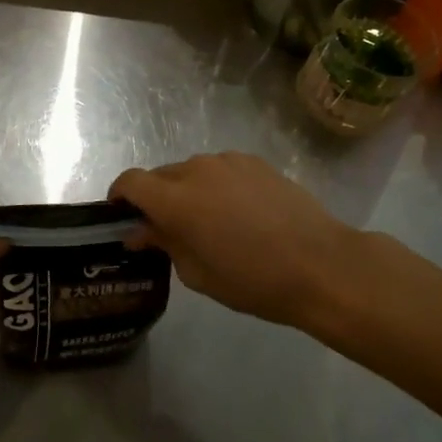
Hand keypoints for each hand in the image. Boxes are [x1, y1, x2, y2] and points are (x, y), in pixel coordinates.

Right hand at [111, 153, 358, 328]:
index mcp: (176, 200)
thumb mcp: (198, 273)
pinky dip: (217, 185)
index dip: (120, 196)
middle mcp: (196, 170)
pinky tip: (240, 213)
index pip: (130, 182)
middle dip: (156, 198)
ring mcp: (228, 161)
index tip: (122, 215)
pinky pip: (221, 169)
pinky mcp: (255, 162)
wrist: (321, 264)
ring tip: (211, 221)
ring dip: (189, 191)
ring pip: (192, 171)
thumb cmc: (254, 280)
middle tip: (169, 229)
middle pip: (160, 176)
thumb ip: (164, 244)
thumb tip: (141, 231)